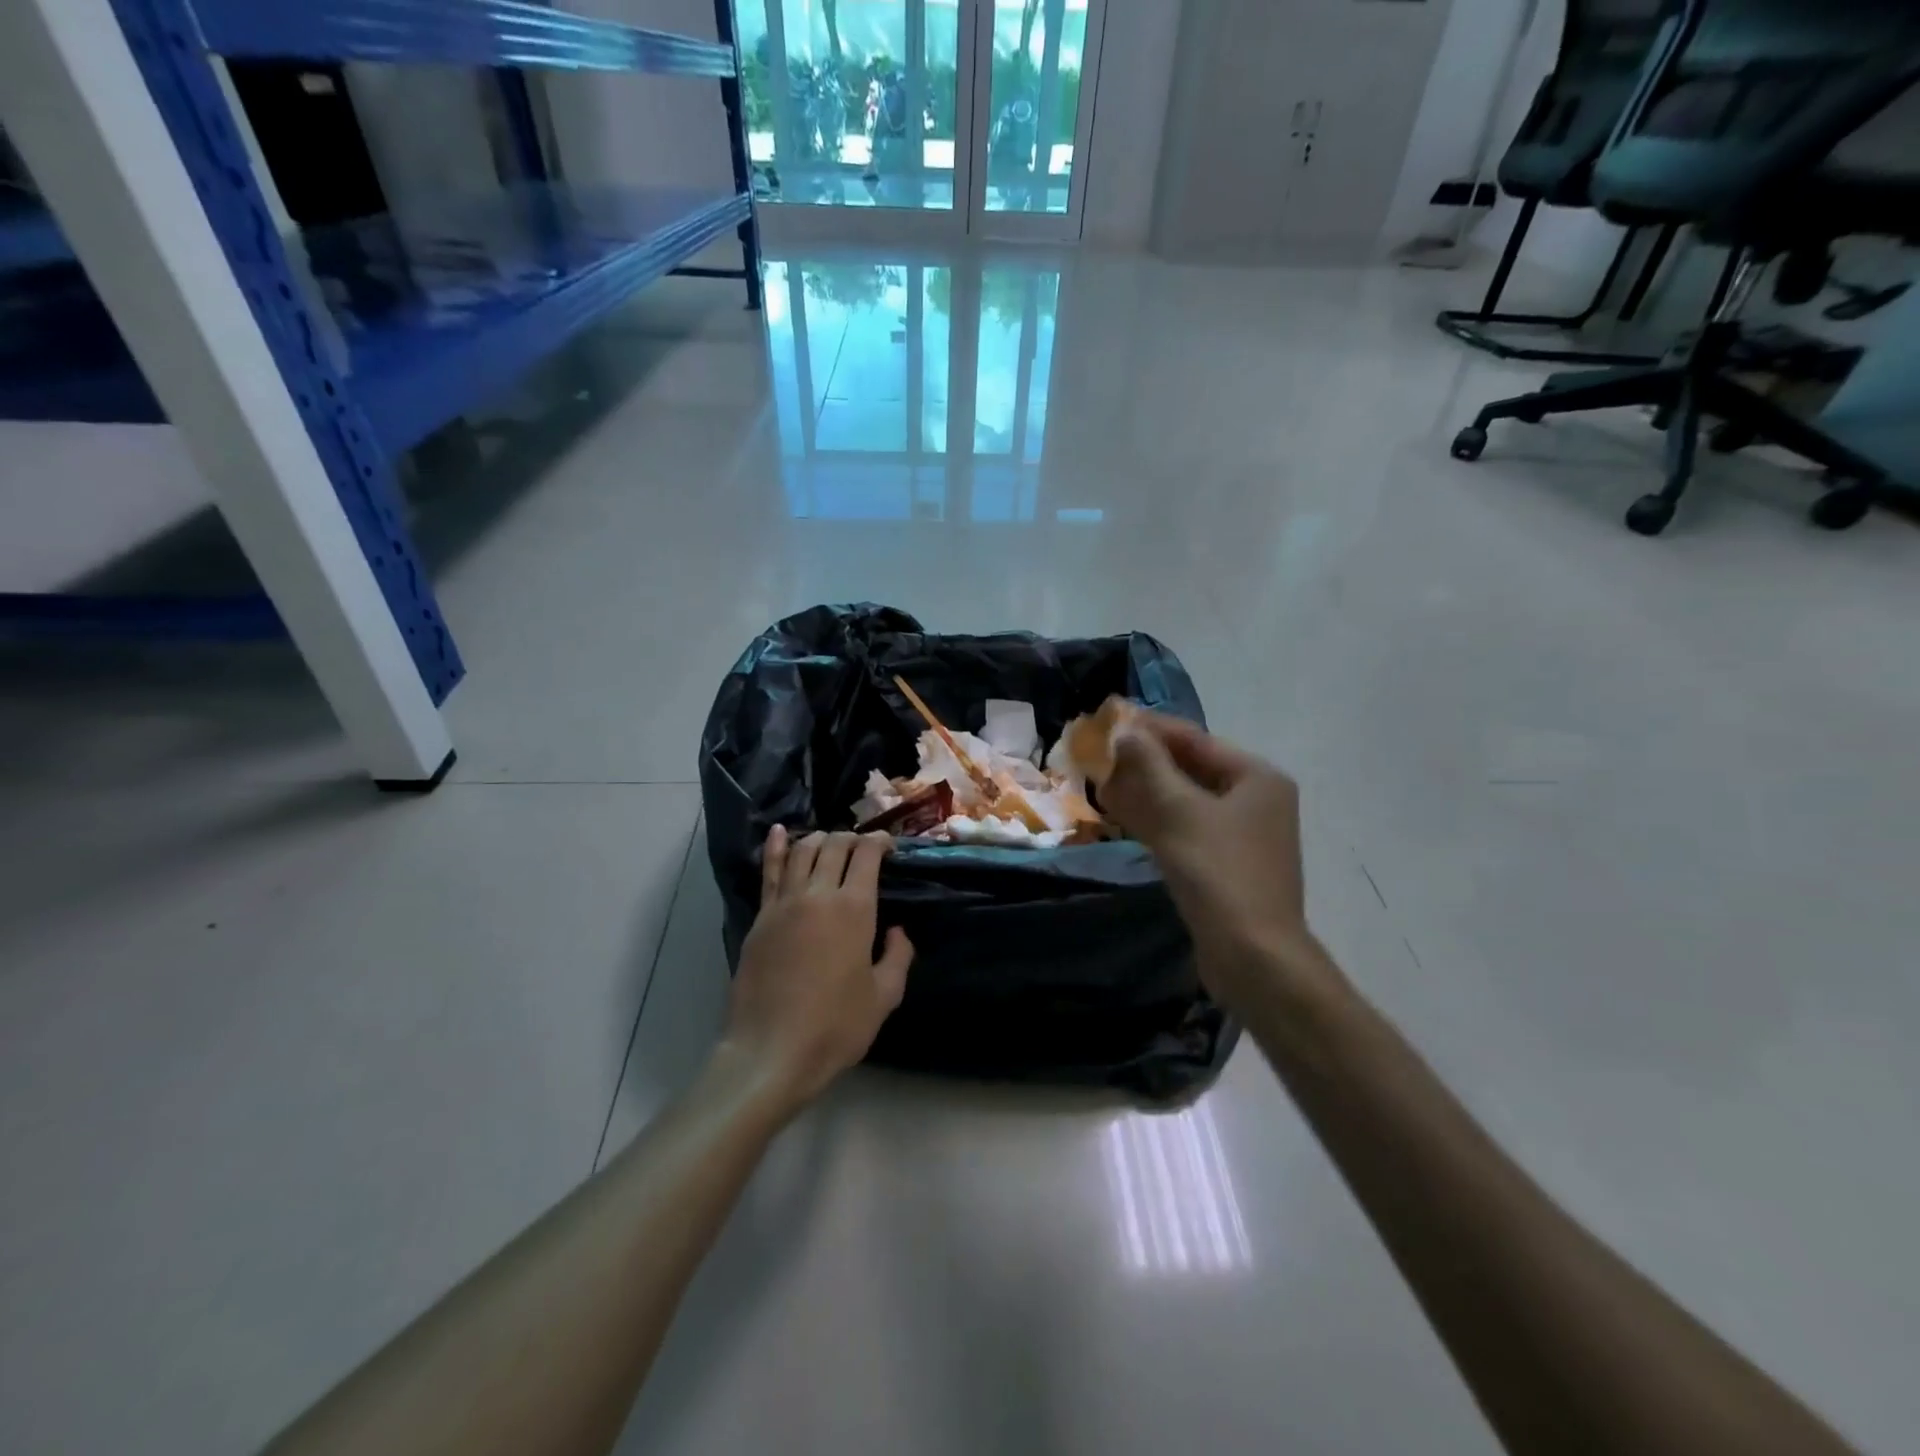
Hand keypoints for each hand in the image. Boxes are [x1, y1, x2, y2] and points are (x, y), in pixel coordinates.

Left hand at [721, 826, 913, 1114]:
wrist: (771, 1051)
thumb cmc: (835, 1027)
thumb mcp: (884, 996)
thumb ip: (898, 957)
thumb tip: (898, 931)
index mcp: (854, 908)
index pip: (867, 854)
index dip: (880, 842)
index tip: (889, 846)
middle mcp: (818, 894)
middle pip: (834, 845)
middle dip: (852, 838)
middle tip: (863, 849)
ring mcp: (784, 903)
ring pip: (802, 851)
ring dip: (820, 839)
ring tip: (830, 843)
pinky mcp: (760, 918)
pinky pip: (770, 871)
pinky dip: (776, 847)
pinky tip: (780, 832)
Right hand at [1100, 712, 1330, 1012]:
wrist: (1252, 956)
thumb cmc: (1218, 872)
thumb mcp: (1179, 810)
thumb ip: (1149, 765)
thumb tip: (1124, 730)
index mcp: (1256, 777)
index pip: (1194, 739)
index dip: (1149, 728)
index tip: (1108, 720)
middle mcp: (1254, 800)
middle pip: (1190, 768)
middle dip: (1143, 761)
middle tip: (1099, 753)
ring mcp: (1240, 836)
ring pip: (1184, 801)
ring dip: (1144, 791)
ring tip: (1101, 781)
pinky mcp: (1224, 865)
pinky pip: (1185, 829)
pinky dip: (1155, 820)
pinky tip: (1123, 815)